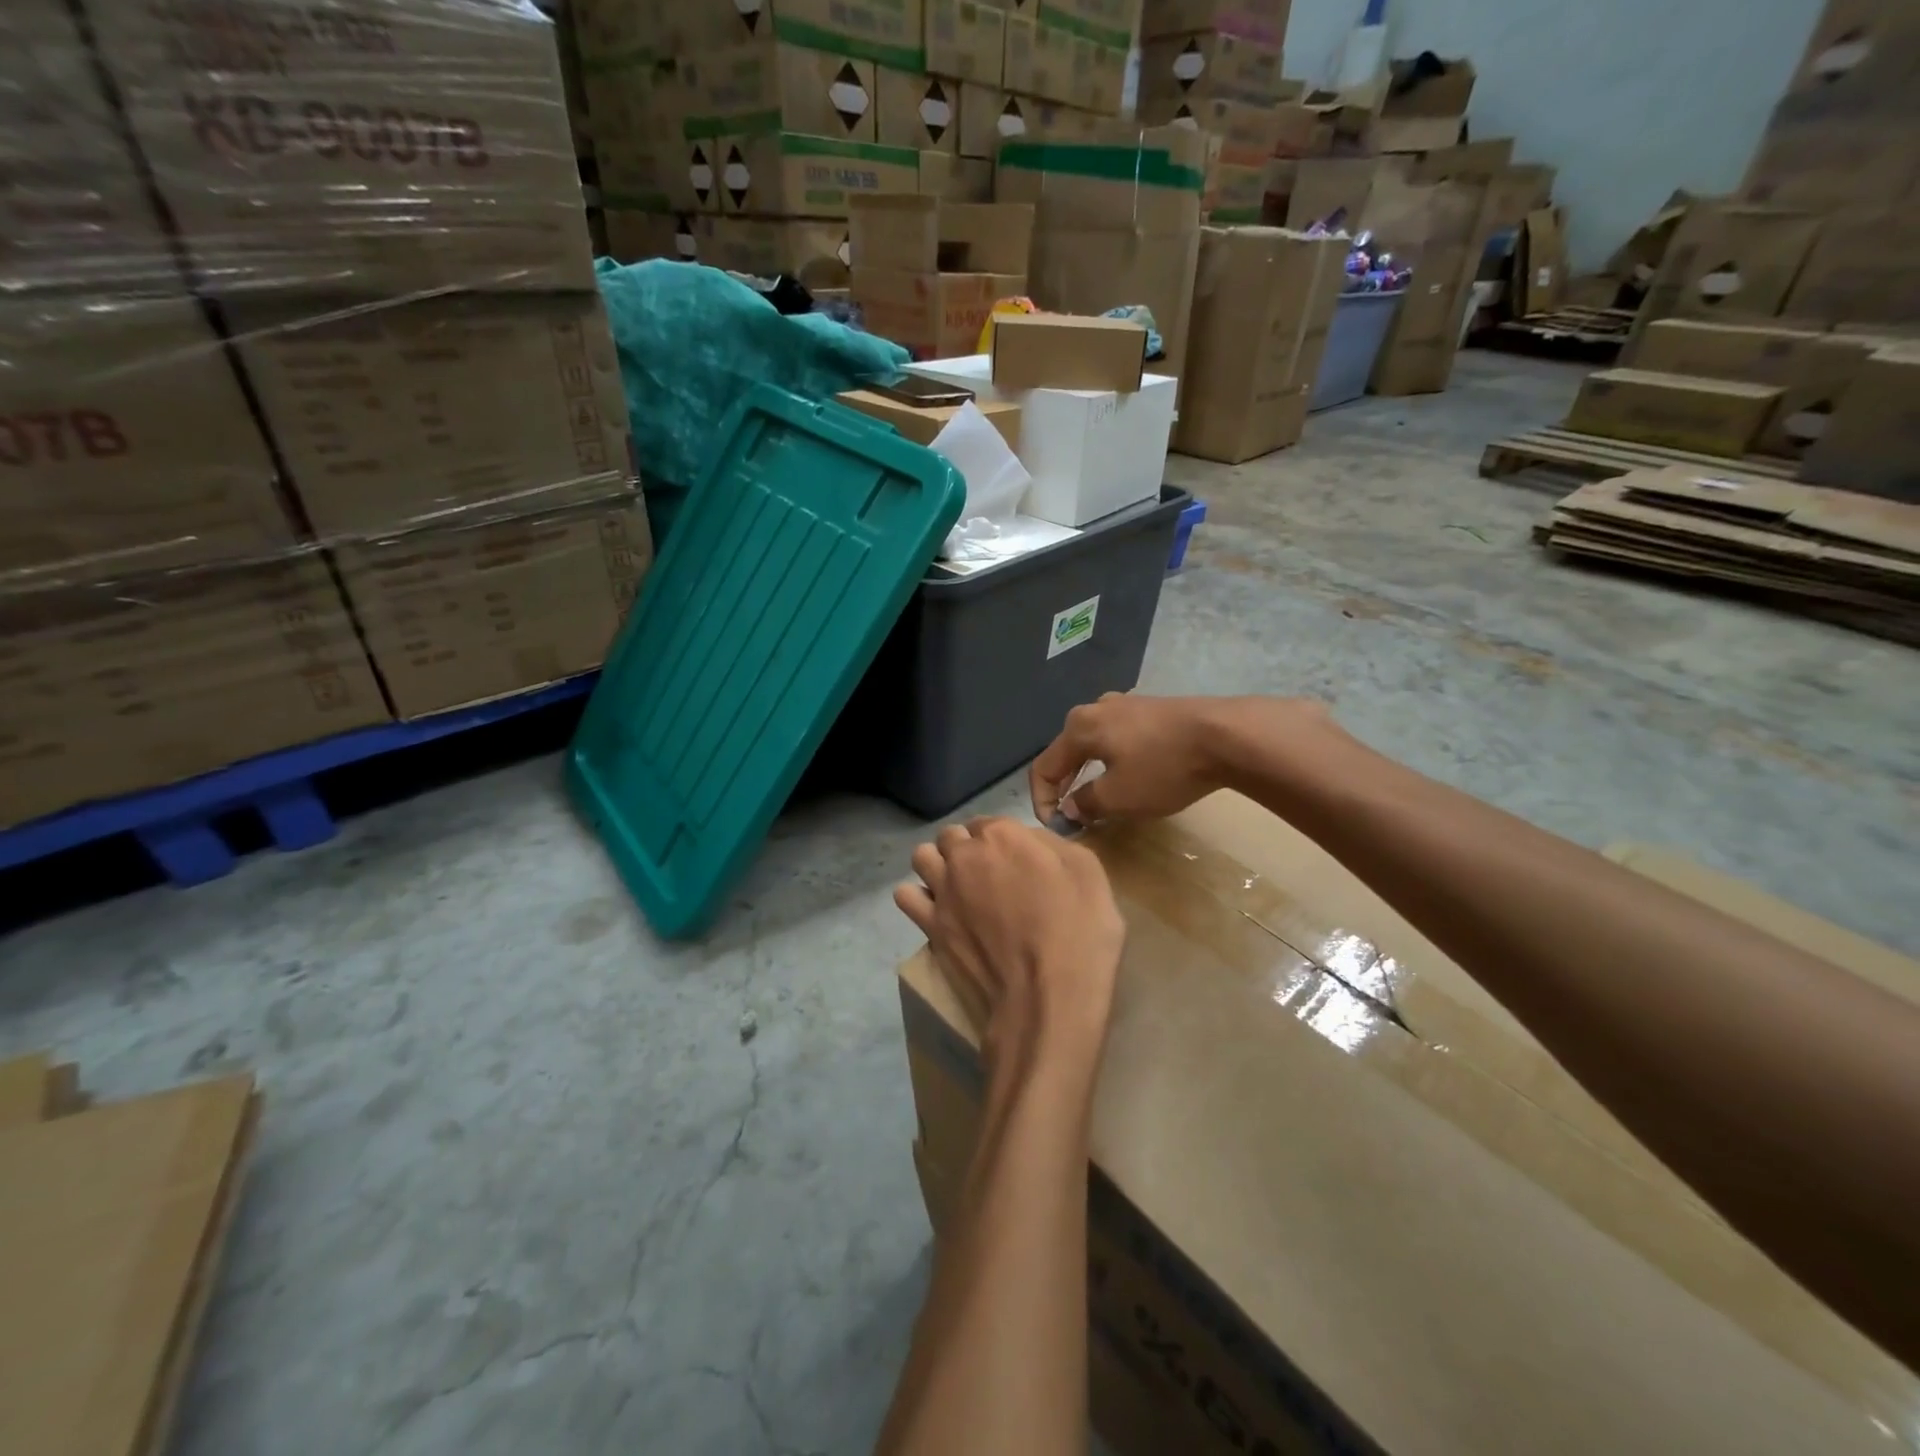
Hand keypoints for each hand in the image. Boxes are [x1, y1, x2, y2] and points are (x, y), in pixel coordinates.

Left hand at [894, 818, 1124, 1069]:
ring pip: (922, 857)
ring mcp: (942, 890)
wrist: (1047, 997)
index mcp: (1003, 835)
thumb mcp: (1088, 872)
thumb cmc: (1079, 932)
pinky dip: (917, 897)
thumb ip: (1053, 845)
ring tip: (958, 886)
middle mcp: (964, 855)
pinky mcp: (930, 925)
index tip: (1015, 860)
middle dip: (965, 847)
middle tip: (988, 873)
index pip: (988, 821)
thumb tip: (1030, 840)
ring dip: (937, 864)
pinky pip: (905, 895)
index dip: (1001, 839)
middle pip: (951, 835)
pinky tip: (937, 909)